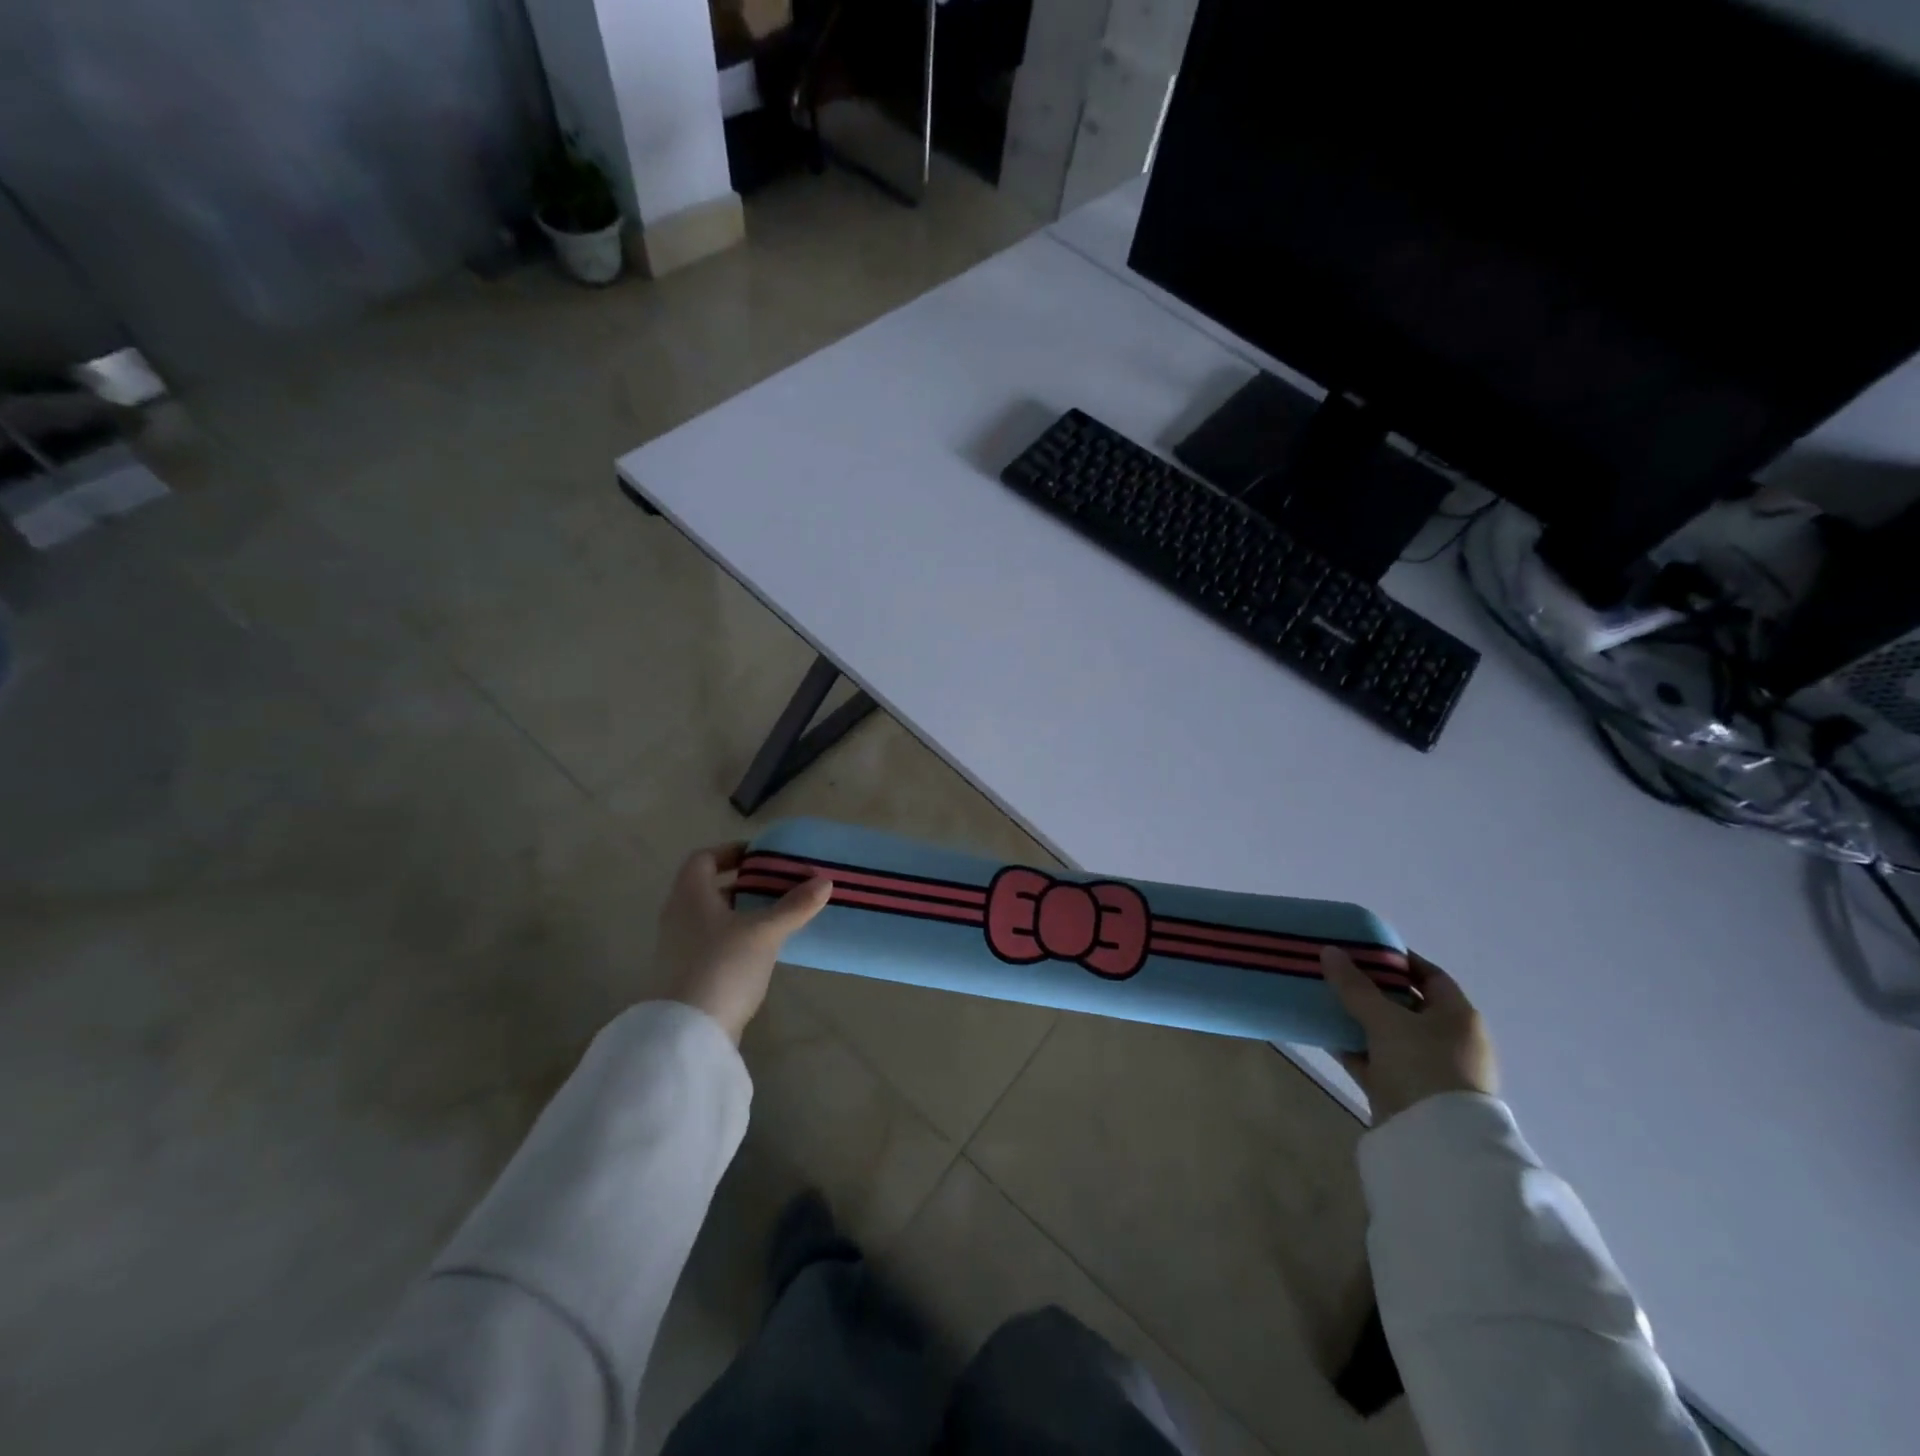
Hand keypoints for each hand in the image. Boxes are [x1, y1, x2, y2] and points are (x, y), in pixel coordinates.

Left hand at [657, 842, 832, 1042]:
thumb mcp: (765, 932)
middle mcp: (678, 915)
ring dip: (742, 912)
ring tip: (777, 915)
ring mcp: (679, 947)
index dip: (731, 851)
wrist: (688, 1033)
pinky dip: (737, 937)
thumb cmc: (723, 966)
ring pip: (713, 917)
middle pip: (709, 887)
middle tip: (778, 885)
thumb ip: (795, 905)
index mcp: (690, 895)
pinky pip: (713, 942)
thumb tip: (824, 881)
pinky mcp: (687, 974)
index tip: (762, 856)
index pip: (704, 858)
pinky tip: (762, 949)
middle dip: (744, 883)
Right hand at [1320, 946, 1497, 1125]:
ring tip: (1325, 999)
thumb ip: (1354, 986)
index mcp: (1458, 1016)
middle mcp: (1449, 1039)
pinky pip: (1377, 1059)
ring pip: (1389, 1033)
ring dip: (1359, 1018)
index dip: (1399, 961)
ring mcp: (1429, 1068)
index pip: (1430, 975)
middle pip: (1406, 1004)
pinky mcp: (1407, 1091)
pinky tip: (1326, 1034)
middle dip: (1372, 988)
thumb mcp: (1384, 1020)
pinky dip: (1355, 1047)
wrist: (1435, 1142)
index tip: (1364, 950)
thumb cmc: (1421, 1066)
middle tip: (1337, 972)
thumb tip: (1329, 951)